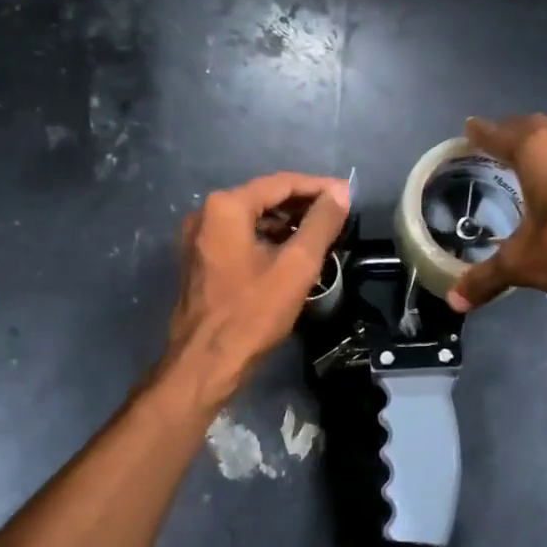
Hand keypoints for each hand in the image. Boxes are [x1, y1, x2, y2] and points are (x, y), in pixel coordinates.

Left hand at [163, 172, 349, 407]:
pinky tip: (291, 252)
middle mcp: (205, 214)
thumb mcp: (296, 266)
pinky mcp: (200, 261)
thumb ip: (321, 224)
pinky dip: (267, 240)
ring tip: (321, 233)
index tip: (348, 194)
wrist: (205, 363)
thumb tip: (341, 193)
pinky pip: (240, 238)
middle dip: (302, 205)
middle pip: (264, 198)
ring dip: (286, 223)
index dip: (318, 187)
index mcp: (225, 207)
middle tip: (338, 214)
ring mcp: (198, 239)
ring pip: (252, 219)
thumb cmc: (252, 313)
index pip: (280, 183)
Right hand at [446, 114, 546, 311]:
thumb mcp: (521, 263)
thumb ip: (485, 278)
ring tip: (533, 161)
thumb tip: (455, 302)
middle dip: (516, 132)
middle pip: (537, 127)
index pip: (502, 135)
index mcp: (539, 151)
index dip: (483, 133)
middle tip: (499, 141)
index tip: (470, 127)